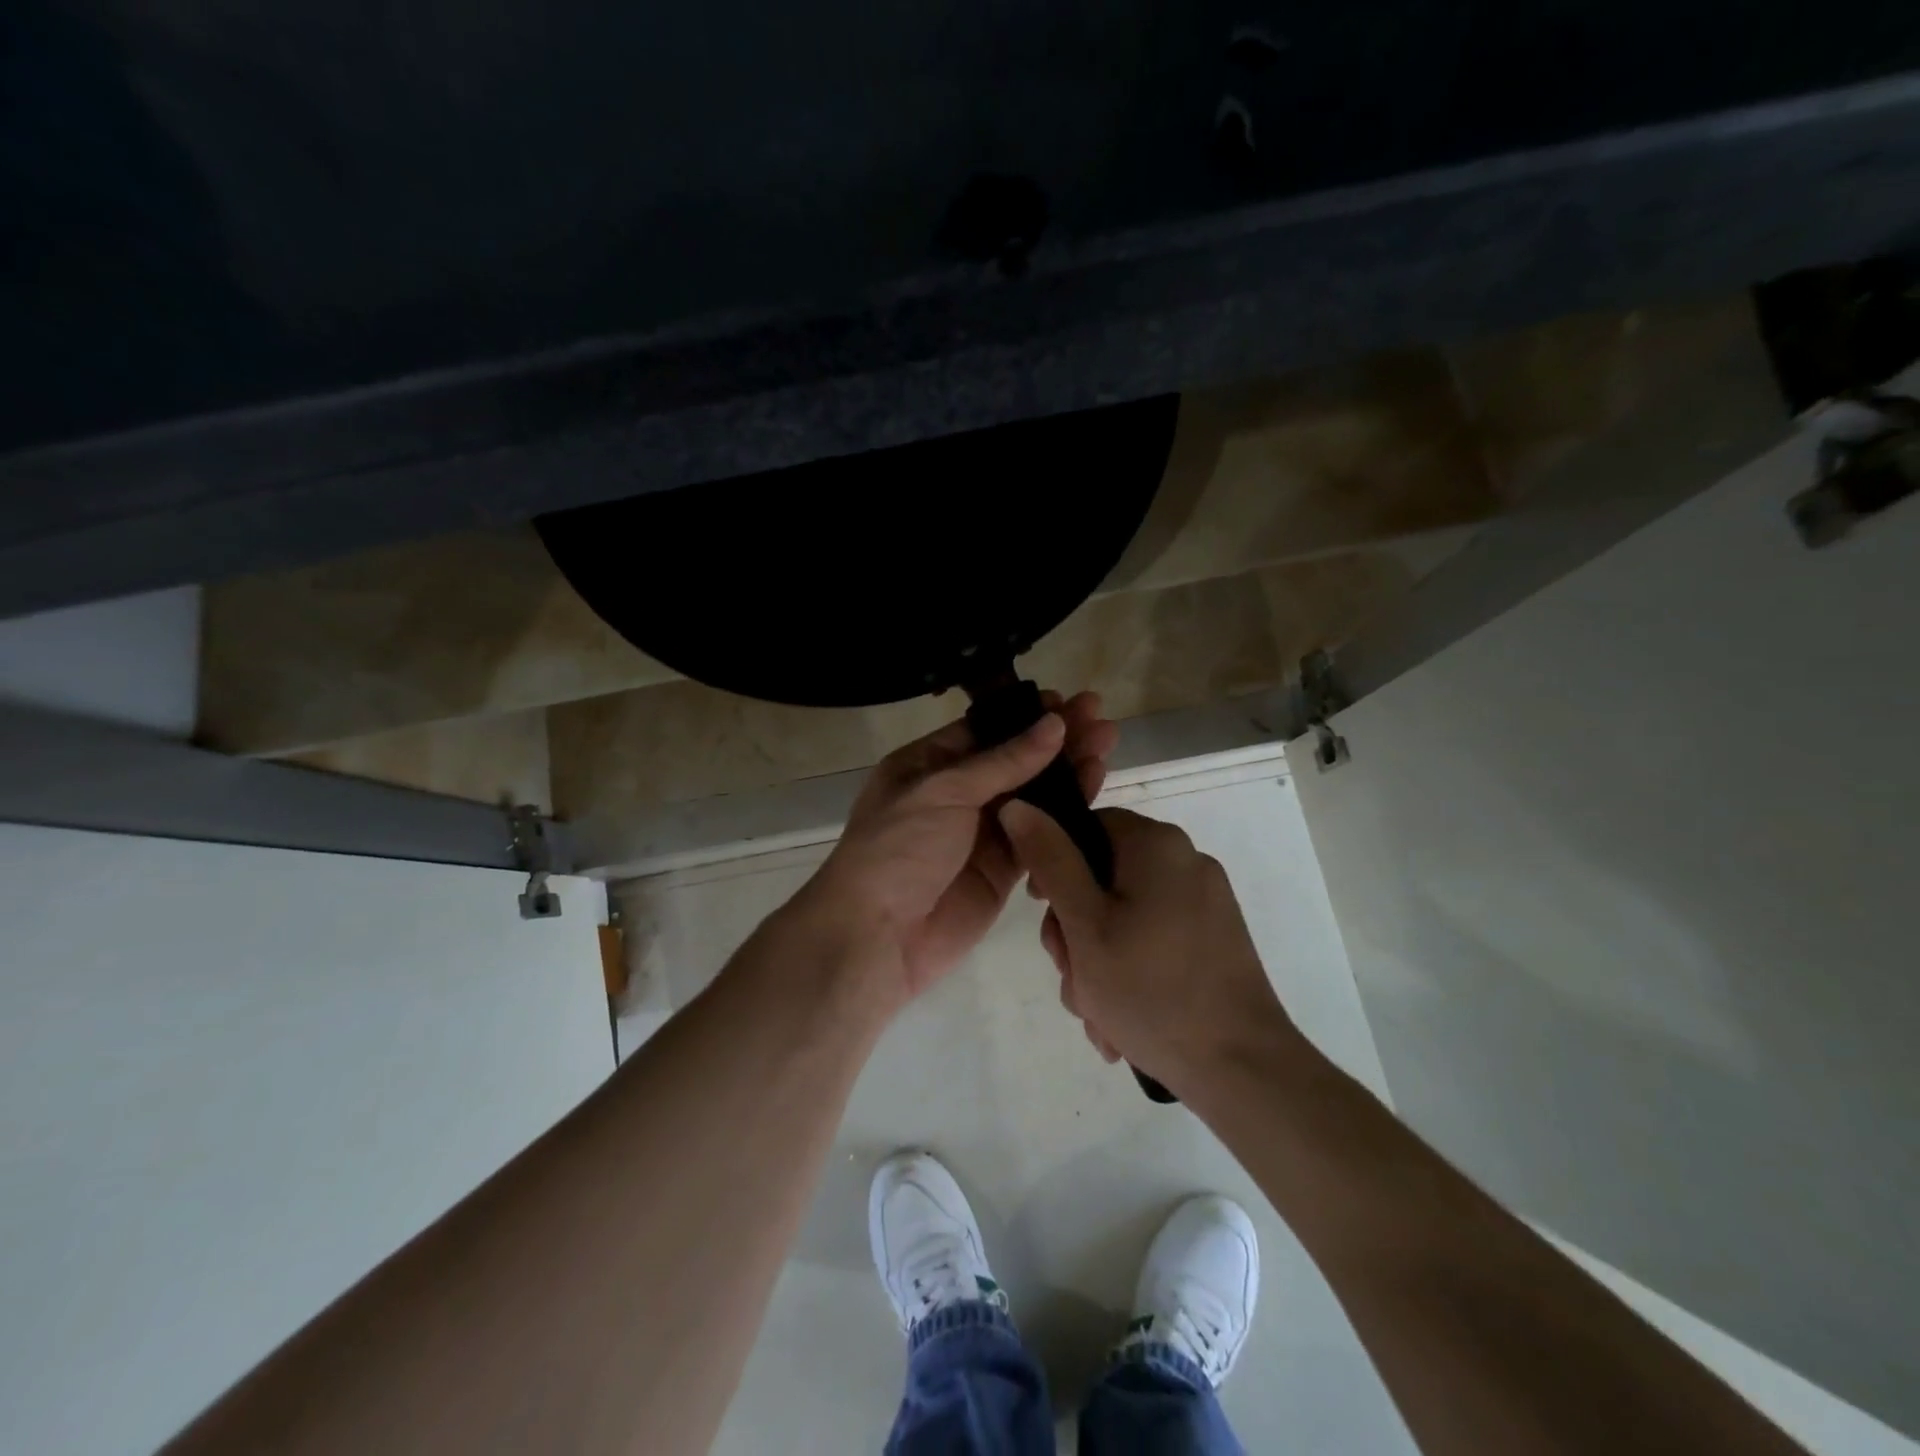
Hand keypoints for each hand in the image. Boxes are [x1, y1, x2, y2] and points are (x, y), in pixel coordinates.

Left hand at [803, 691, 1117, 1007]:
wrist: (879, 936)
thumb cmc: (899, 849)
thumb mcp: (944, 791)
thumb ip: (1004, 761)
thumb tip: (1053, 724)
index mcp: (927, 765)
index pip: (984, 731)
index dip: (1025, 717)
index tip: (1067, 702)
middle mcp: (955, 795)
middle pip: (1014, 760)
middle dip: (1056, 740)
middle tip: (1100, 718)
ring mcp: (980, 833)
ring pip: (1032, 795)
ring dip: (1068, 771)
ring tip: (1107, 744)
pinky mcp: (1002, 870)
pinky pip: (1039, 834)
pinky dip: (1066, 814)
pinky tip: (1095, 788)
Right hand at [997, 803, 1302, 1095]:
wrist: (1241, 1068)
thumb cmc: (1151, 989)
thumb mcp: (1084, 923)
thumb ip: (1050, 860)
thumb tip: (1018, 805)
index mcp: (1157, 845)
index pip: (1088, 827)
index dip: (1053, 864)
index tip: (1042, 911)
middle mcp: (1186, 862)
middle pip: (1103, 875)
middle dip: (1075, 929)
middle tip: (1071, 976)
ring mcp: (1206, 903)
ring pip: (1125, 915)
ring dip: (1097, 960)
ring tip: (1096, 1012)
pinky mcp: (1214, 940)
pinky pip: (1153, 939)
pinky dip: (1130, 971)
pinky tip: (1121, 1020)